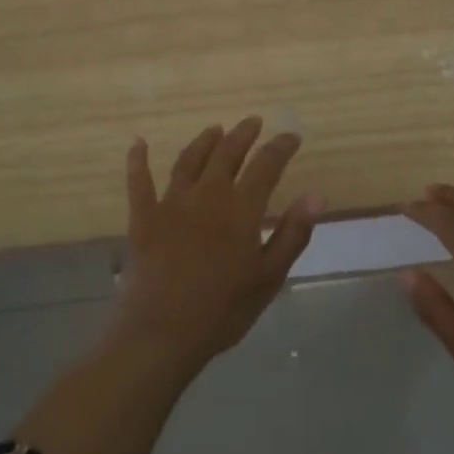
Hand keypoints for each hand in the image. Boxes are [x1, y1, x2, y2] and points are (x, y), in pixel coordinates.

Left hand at [114, 117, 324, 372]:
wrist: (162, 332)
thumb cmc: (223, 309)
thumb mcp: (269, 276)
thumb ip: (293, 233)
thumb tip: (316, 196)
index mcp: (241, 208)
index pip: (266, 165)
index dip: (280, 147)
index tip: (291, 136)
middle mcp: (207, 194)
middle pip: (227, 153)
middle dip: (243, 135)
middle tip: (253, 122)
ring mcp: (171, 203)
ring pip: (189, 160)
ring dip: (204, 141)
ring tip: (215, 129)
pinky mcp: (143, 217)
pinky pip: (139, 182)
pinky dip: (137, 161)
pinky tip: (137, 144)